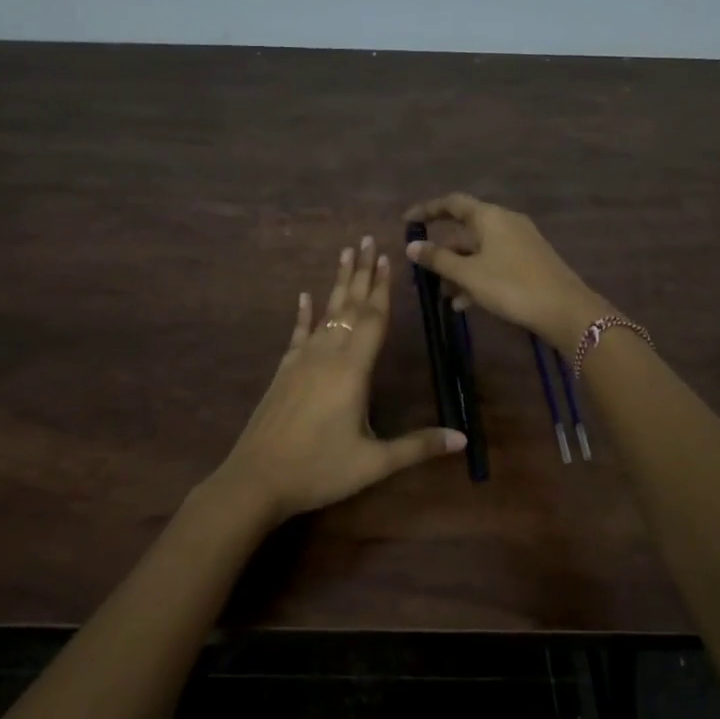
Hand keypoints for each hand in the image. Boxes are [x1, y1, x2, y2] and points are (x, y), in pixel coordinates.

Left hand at [209, 236, 466, 525]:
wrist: (256, 479)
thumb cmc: (319, 470)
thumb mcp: (374, 463)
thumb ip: (418, 446)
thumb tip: (464, 438)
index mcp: (351, 370)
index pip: (372, 319)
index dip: (382, 288)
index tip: (387, 257)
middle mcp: (326, 355)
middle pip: (348, 306)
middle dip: (361, 273)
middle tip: (366, 239)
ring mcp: (300, 361)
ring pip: (324, 312)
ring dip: (337, 283)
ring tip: (344, 254)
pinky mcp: (283, 371)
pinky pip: (297, 333)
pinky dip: (303, 313)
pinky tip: (304, 296)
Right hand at [402, 193, 609, 348]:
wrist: (564, 309)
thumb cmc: (511, 285)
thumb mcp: (468, 274)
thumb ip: (438, 259)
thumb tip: (411, 246)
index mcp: (490, 217)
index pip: (452, 203)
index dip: (427, 210)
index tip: (407, 221)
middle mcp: (505, 222)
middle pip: (465, 230)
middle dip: (442, 251)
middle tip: (422, 271)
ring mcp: (519, 242)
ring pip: (479, 250)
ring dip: (458, 269)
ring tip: (443, 295)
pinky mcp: (528, 262)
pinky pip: (493, 263)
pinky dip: (476, 277)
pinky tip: (465, 303)